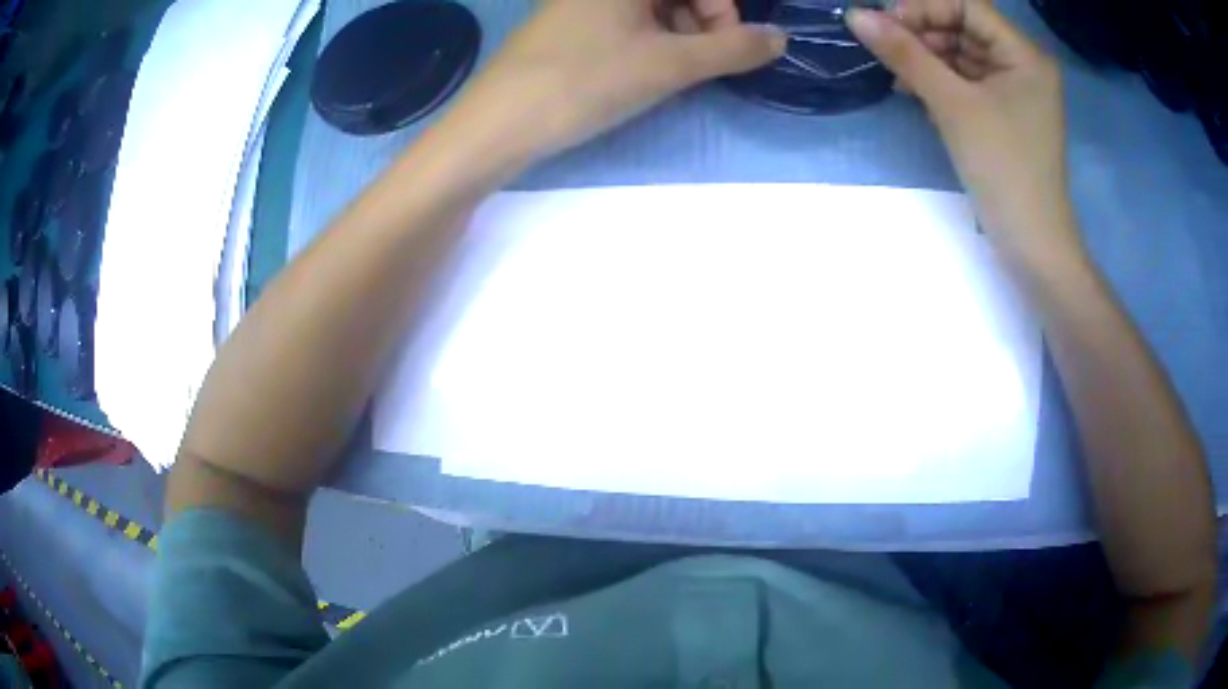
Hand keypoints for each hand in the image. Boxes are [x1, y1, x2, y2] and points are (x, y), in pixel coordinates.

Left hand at [449, 0, 784, 163]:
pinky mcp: (567, 23)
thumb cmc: (586, 82)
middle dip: (700, 22)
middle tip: (693, 64)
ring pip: (651, 7)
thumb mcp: (670, 65)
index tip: (722, 48)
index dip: (722, 11)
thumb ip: (733, 49)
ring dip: (675, 35)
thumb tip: (780, 38)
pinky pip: (623, 20)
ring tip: (663, 73)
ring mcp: (580, 1)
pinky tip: (638, 70)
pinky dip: (645, 41)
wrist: (497, 124)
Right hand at [848, 0, 1079, 261]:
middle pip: (963, 27)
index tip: (885, 26)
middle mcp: (1023, 65)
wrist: (1032, 245)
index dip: (923, 8)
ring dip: (925, 59)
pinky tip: (911, 90)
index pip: (967, 6)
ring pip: (961, 55)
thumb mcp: (952, 105)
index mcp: (1024, 55)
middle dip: (922, 34)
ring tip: (894, 74)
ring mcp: (1015, 91)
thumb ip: (905, 55)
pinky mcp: (1004, 114)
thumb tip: (856, 15)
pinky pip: (967, 82)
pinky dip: (939, 82)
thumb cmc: (1003, 169)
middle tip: (885, 50)